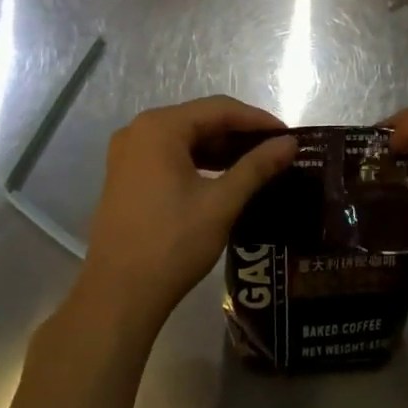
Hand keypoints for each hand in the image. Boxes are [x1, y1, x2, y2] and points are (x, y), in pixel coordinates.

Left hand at [77, 96, 296, 336]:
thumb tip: (290, 143)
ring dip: (221, 149)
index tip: (289, 136)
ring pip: (185, 139)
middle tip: (276, 151)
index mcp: (160, 127)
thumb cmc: (172, 244)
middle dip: (239, 134)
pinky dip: (199, 162)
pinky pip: (170, 156)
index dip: (257, 120)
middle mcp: (139, 131)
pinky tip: (224, 178)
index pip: (219, 109)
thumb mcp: (221, 203)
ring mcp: (128, 155)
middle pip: (200, 120)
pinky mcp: (125, 177)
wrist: (117, 298)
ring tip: (257, 165)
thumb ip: (257, 167)